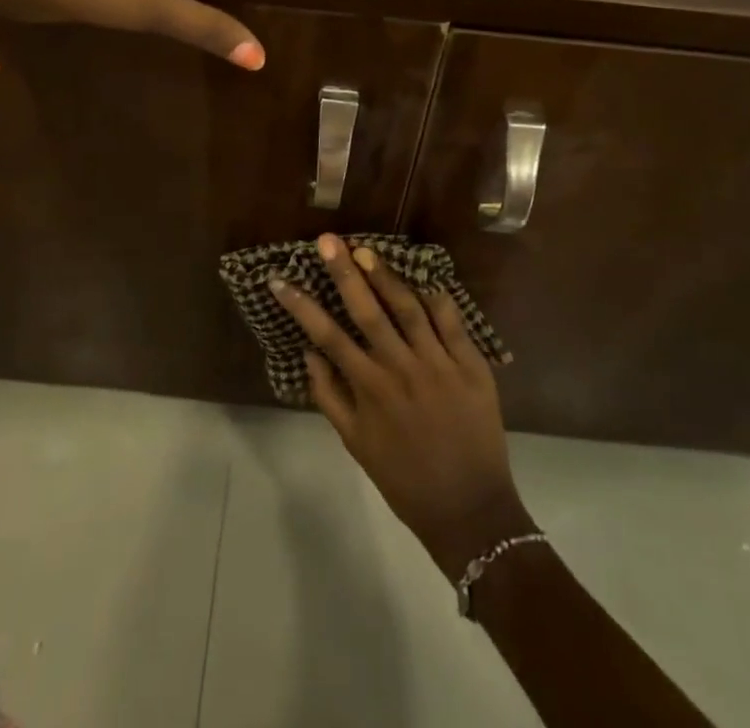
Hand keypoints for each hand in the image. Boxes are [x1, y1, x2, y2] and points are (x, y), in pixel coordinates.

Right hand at [270, 234, 534, 577]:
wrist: (469, 509)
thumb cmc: (405, 479)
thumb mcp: (357, 444)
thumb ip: (330, 397)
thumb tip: (308, 353)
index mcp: (370, 388)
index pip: (327, 335)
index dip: (300, 305)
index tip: (279, 279)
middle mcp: (400, 369)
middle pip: (368, 310)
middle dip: (344, 272)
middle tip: (328, 240)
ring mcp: (438, 363)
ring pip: (408, 307)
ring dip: (386, 276)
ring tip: (366, 250)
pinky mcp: (470, 365)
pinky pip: (451, 321)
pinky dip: (436, 297)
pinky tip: (424, 278)